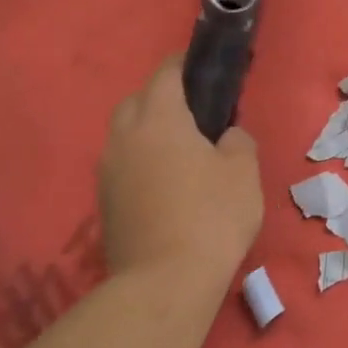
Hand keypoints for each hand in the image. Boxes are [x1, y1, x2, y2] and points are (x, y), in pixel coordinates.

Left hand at [96, 57, 263, 286]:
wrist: (164, 283)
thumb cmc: (211, 216)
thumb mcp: (244, 171)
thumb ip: (237, 141)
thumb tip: (225, 137)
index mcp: (159, 119)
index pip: (166, 74)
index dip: (185, 64)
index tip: (204, 65)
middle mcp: (124, 137)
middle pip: (136, 101)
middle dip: (161, 96)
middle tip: (195, 111)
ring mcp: (108, 171)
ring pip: (125, 134)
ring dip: (148, 131)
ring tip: (181, 148)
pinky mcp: (104, 203)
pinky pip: (122, 164)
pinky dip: (141, 160)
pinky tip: (166, 182)